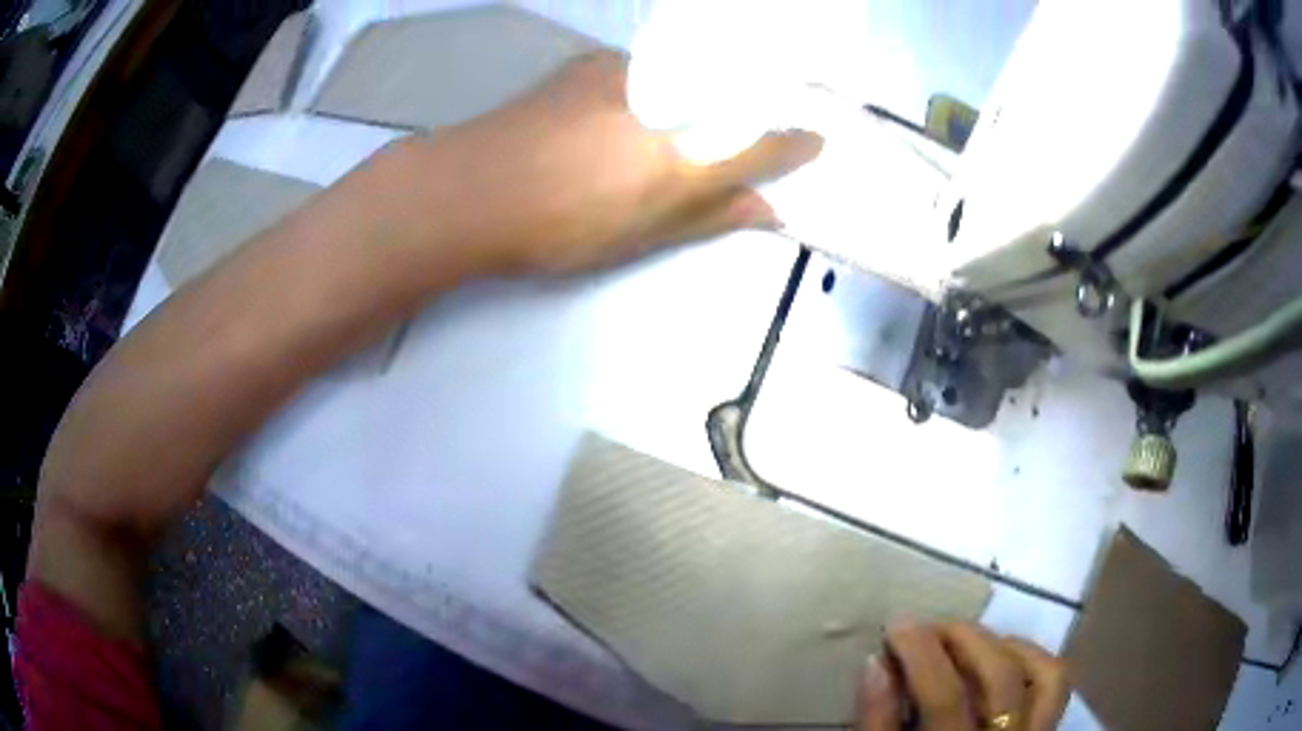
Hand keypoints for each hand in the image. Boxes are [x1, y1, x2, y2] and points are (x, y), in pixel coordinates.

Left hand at [410, 50, 821, 274]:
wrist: (471, 189)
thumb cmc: (557, 228)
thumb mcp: (639, 236)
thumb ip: (708, 217)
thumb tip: (769, 213)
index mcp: (682, 162)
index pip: (761, 146)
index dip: (793, 144)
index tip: (815, 140)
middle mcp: (669, 106)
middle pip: (734, 95)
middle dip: (754, 105)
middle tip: (754, 121)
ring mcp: (630, 76)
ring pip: (691, 74)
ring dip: (703, 90)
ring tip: (693, 115)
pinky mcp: (595, 63)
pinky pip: (648, 66)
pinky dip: (658, 82)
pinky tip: (636, 103)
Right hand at [858, 623, 1069, 730]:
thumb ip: (878, 724)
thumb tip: (877, 663)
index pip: (946, 698)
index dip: (921, 655)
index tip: (896, 628)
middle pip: (999, 678)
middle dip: (963, 638)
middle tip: (927, 626)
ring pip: (1042, 676)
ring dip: (1005, 644)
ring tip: (968, 638)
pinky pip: (1055, 687)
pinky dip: (1035, 659)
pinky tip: (1005, 653)